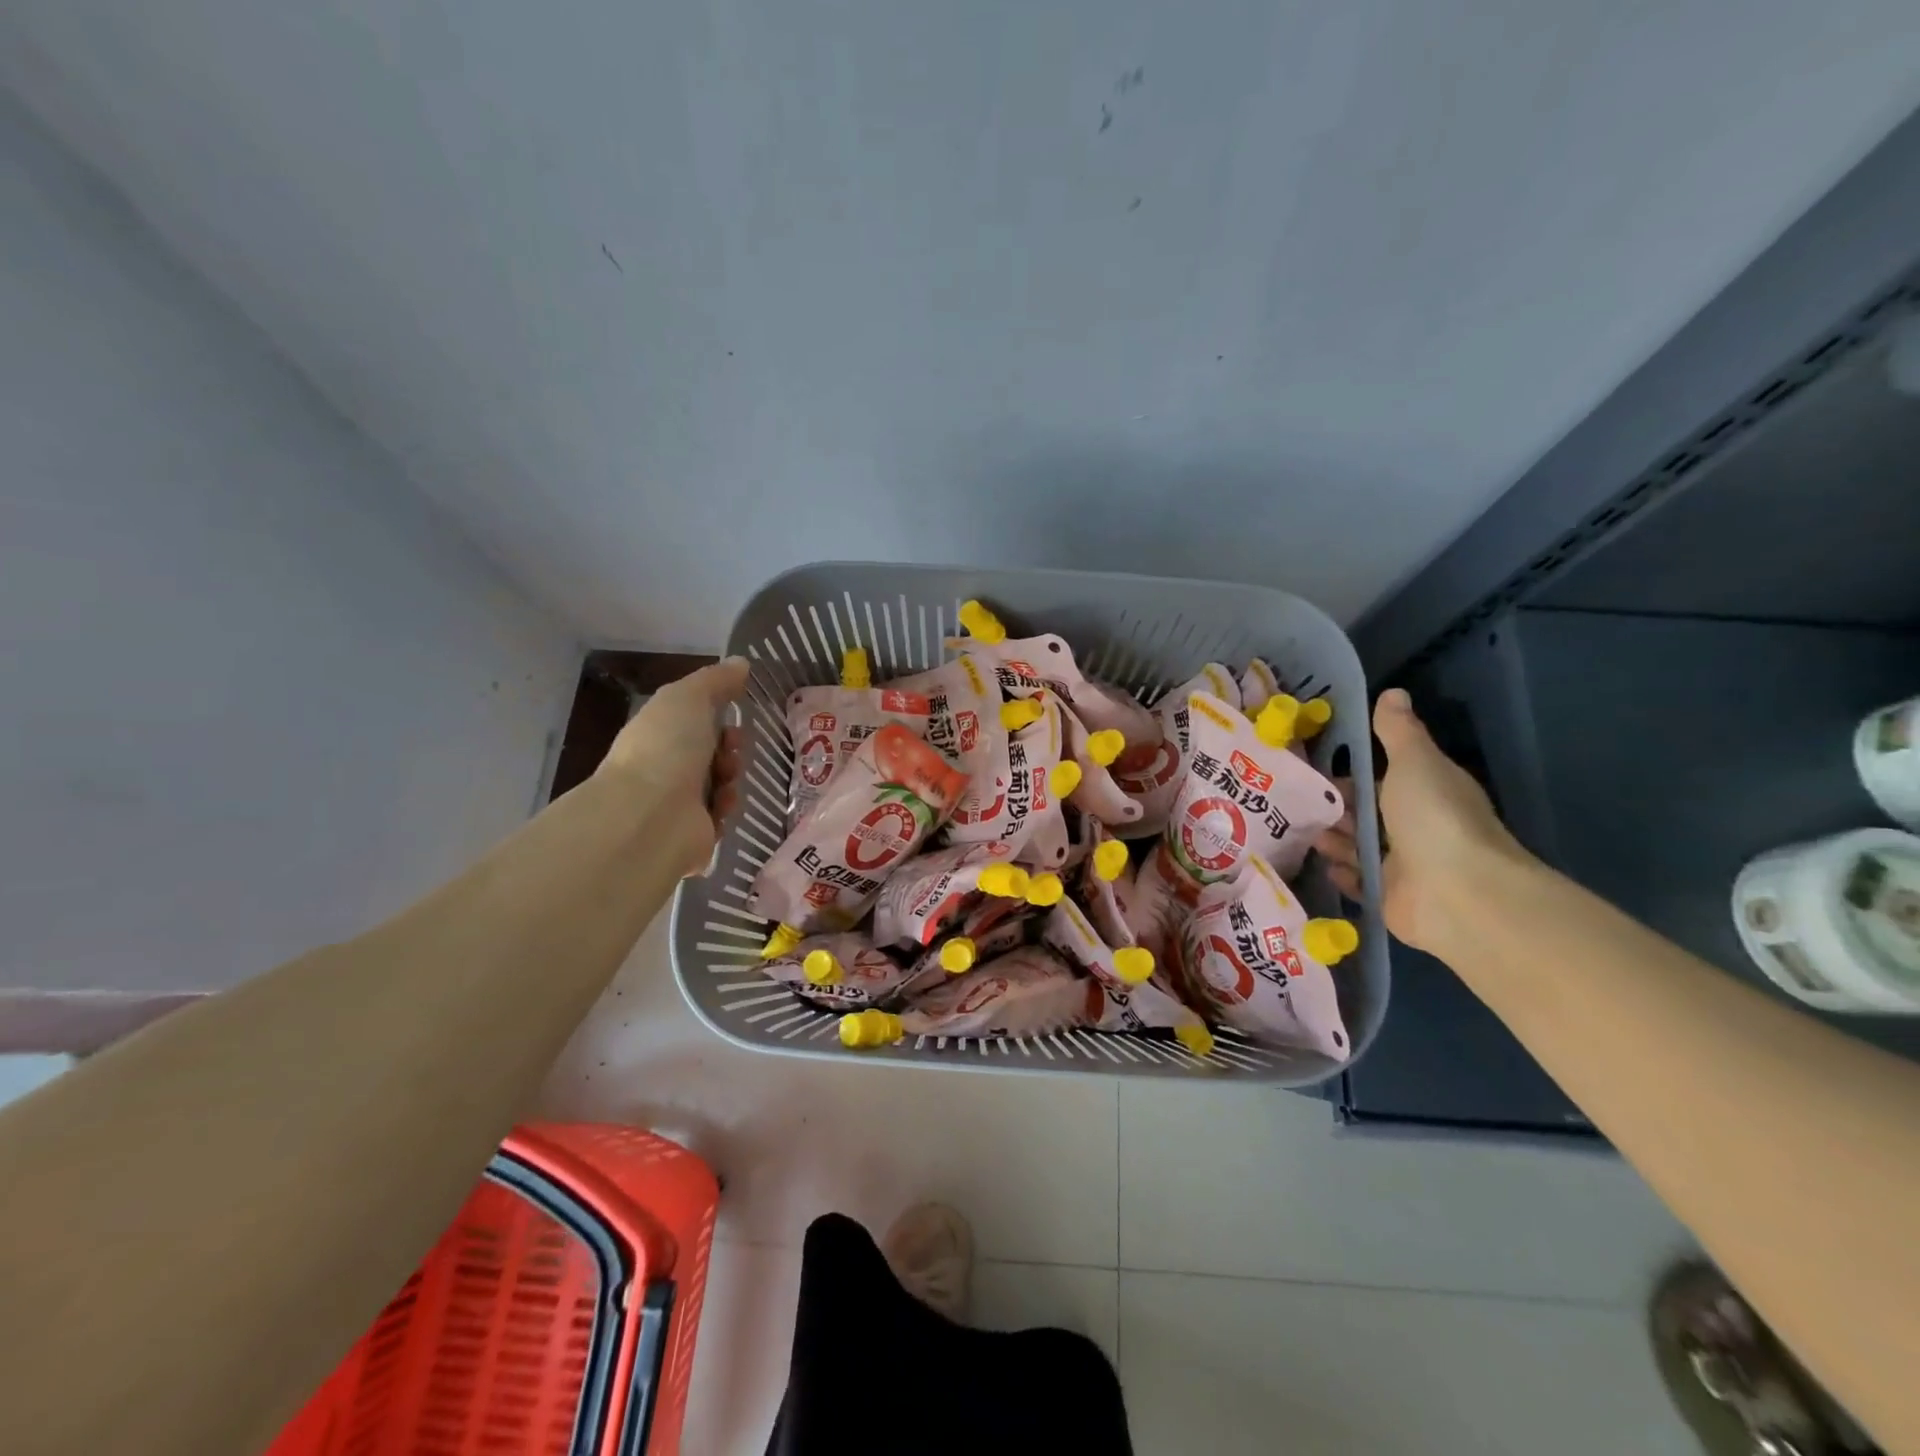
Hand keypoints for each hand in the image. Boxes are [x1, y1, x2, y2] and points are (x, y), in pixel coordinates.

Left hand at [598, 657, 750, 874]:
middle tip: (733, 750)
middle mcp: (662, 767)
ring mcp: (674, 803)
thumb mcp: (689, 697)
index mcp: (656, 734)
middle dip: (729, 748)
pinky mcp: (691, 834)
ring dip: (731, 777)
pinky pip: (720, 816)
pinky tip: (724, 805)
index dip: (717, 716)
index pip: (691, 721)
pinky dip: (727, 807)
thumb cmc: (666, 748)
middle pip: (709, 753)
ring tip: (727, 779)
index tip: (734, 717)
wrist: (651, 816)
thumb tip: (740, 663)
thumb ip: (715, 680)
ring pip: (718, 784)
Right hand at [1314, 688, 1533, 952]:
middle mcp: (1416, 827)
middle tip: (1291, 801)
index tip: (1311, 768)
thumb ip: (1398, 731)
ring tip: (1296, 829)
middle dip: (1334, 808)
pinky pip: (1359, 882)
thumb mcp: (1414, 762)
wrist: (1458, 893)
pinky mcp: (1390, 897)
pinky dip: (1342, 873)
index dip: (1349, 773)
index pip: (1381, 778)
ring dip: (1332, 839)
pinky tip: (1321, 864)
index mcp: (1426, 791)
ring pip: (1359, 847)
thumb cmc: (1434, 818)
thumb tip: (1392, 692)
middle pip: (1367, 814)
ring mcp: (1404, 865)